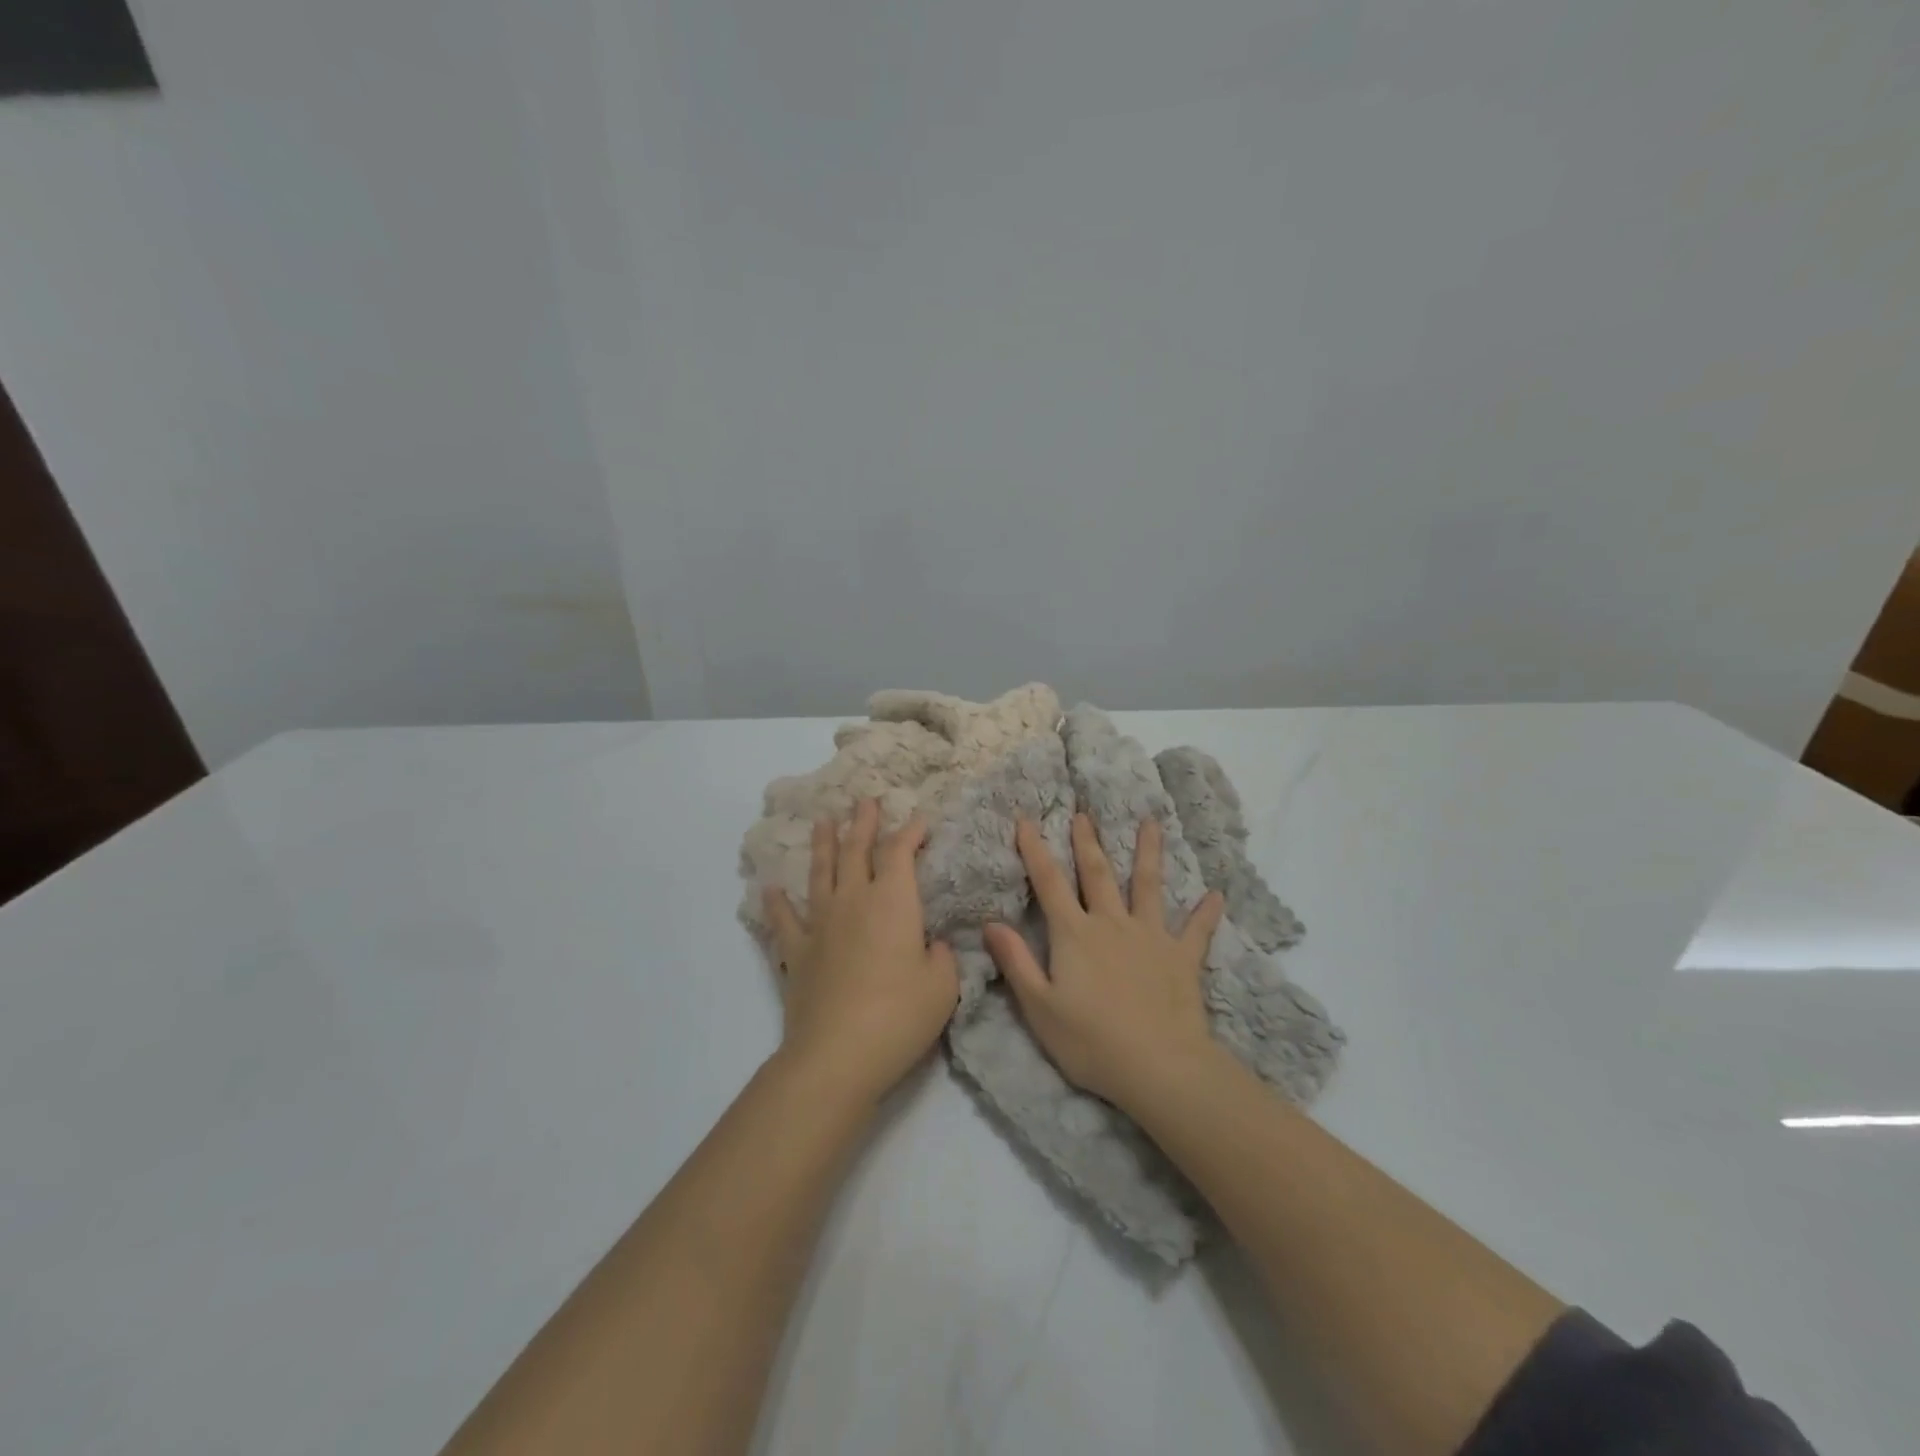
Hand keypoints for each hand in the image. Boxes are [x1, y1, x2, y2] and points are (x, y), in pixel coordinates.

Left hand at [764, 800, 959, 1103]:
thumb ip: (939, 956)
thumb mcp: (943, 985)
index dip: (910, 832)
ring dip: (823, 845)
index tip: (919, 819)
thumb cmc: (900, 1015)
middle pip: (855, 851)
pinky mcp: (797, 953)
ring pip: (820, 873)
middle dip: (862, 823)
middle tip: (864, 800)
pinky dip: (777, 903)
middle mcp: (853, 901)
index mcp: (893, 901)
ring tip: (822, 821)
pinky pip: (784, 921)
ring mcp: (820, 925)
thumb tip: (928, 945)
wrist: (837, 1054)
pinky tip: (771, 888)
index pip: (900, 853)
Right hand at [983, 814, 1225, 1111]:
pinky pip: (1197, 930)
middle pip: (1097, 874)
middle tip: (1084, 813)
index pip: (1049, 883)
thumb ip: (1016, 961)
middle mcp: (1112, 924)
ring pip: (1148, 885)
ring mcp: (1151, 936)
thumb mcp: (1039, 1007)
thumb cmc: (1091, 1041)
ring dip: (1148, 853)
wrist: (1159, 1066)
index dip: (1035, 850)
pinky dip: (1206, 913)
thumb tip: (990, 922)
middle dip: (1087, 842)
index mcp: (1075, 934)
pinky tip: (1218, 895)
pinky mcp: (1182, 957)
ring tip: (1151, 822)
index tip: (1027, 820)